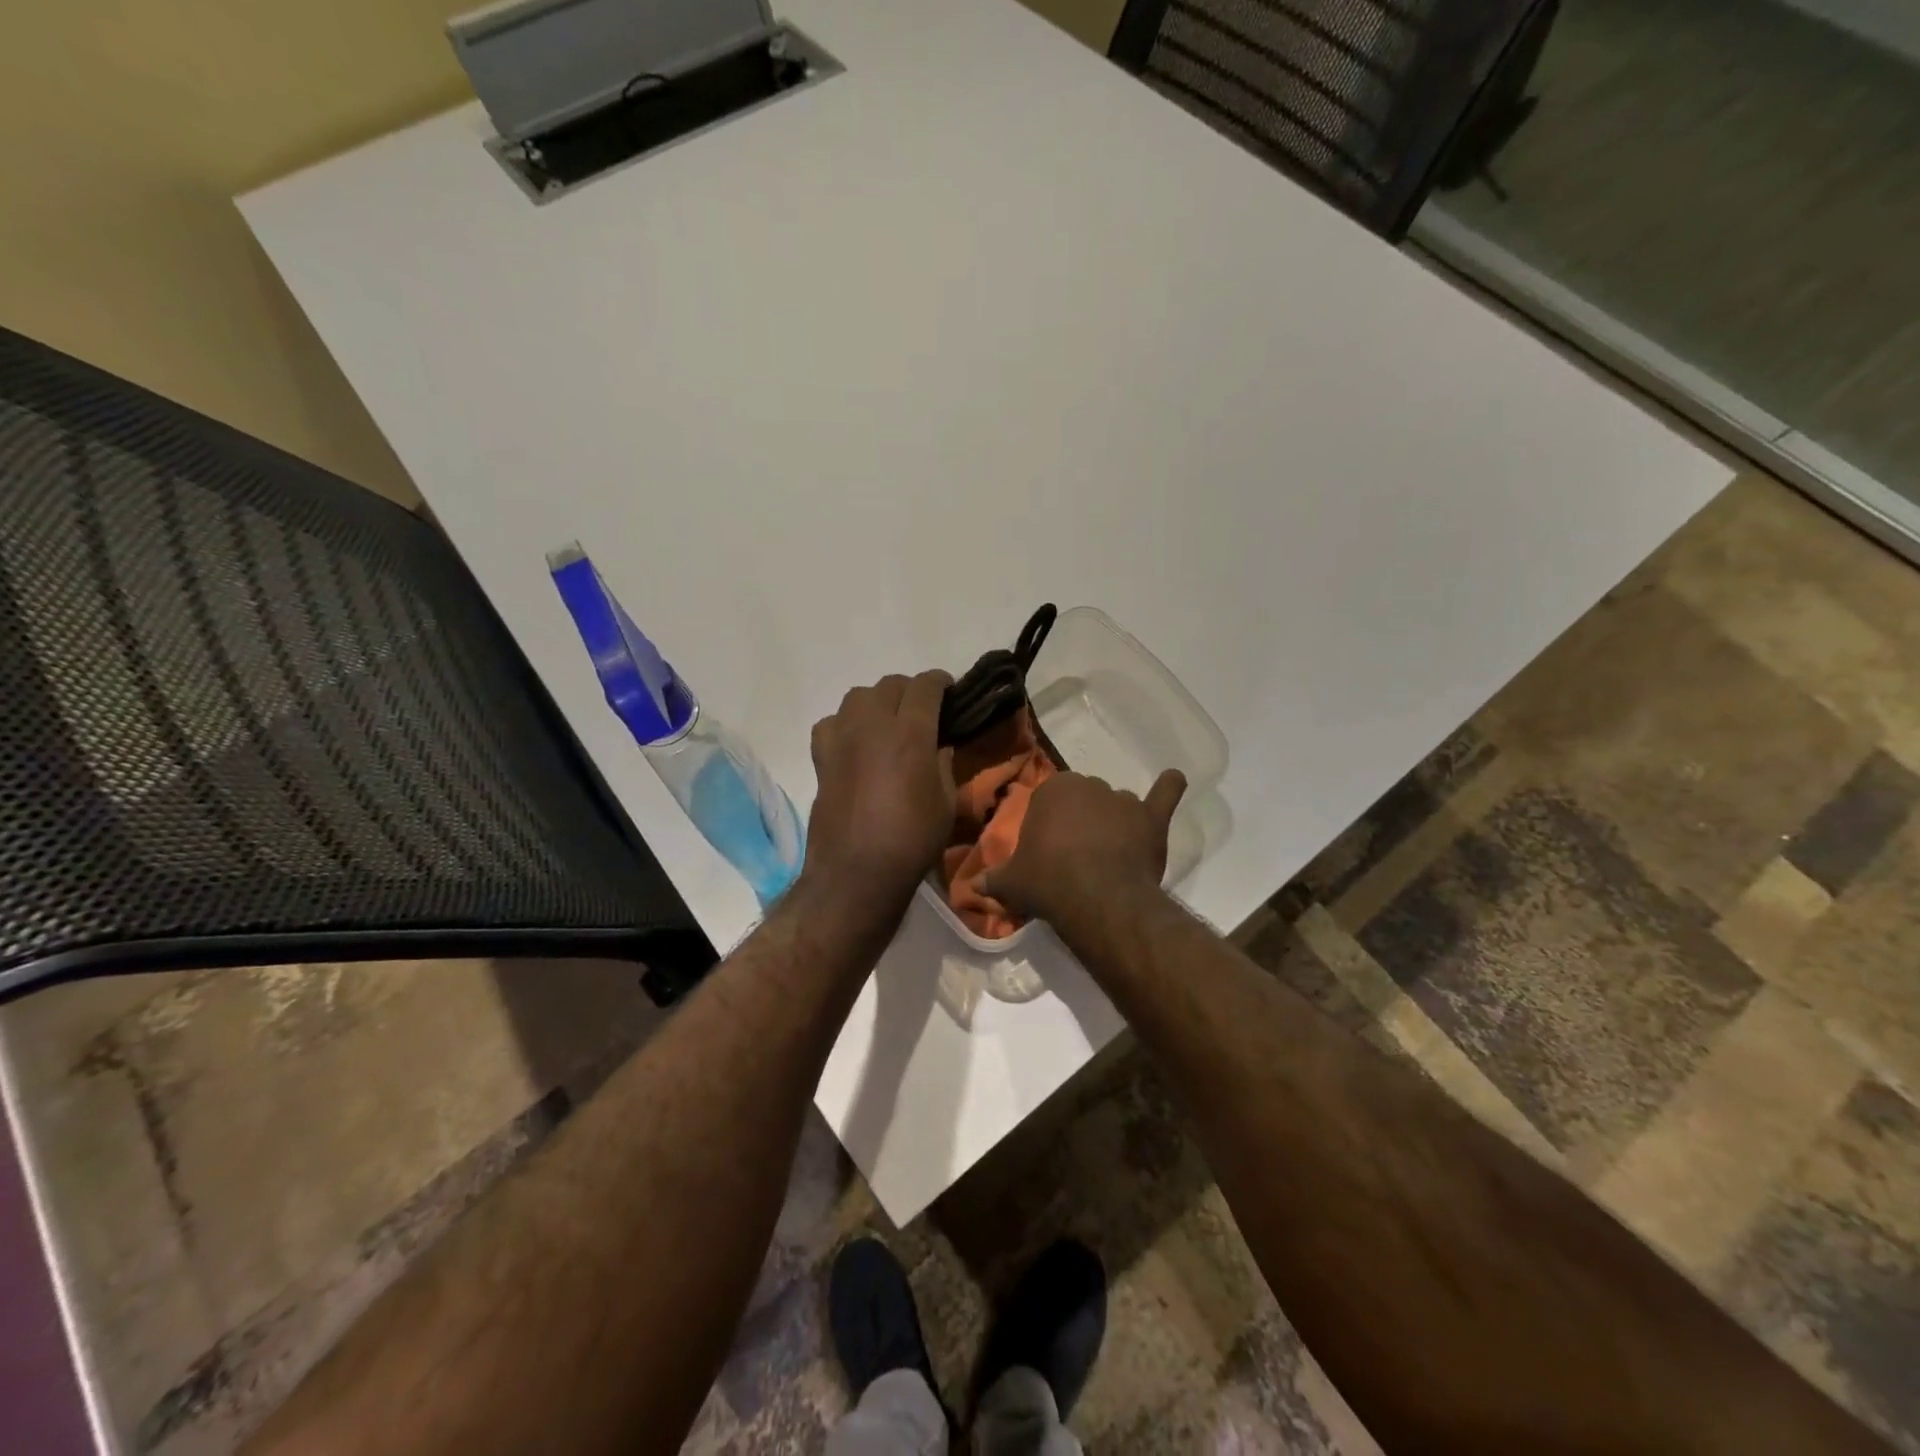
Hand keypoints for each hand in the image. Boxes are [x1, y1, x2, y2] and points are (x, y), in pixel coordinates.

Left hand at [803, 672, 955, 907]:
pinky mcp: (821, 757)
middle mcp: (873, 725)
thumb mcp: (946, 802)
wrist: (857, 871)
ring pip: (858, 696)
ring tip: (887, 723)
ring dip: (877, 702)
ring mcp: (842, 738)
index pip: (926, 686)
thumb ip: (943, 764)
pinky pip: (831, 722)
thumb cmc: (911, 839)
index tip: (950, 692)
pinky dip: (845, 724)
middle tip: (923, 711)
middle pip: (891, 685)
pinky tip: (855, 743)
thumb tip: (937, 745)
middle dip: (911, 691)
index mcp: (910, 733)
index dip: (941, 683)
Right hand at [982, 769, 1186, 925]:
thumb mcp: (1012, 882)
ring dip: (1114, 820)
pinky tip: (1172, 781)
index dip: (1050, 825)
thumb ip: (993, 879)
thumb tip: (972, 886)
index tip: (1049, 851)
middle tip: (1075, 855)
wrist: (1096, 898)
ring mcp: (1123, 800)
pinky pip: (1165, 793)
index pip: (1049, 800)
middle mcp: (1089, 785)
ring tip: (1109, 853)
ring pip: (1117, 804)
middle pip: (1085, 799)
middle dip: (1081, 820)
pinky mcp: (1152, 818)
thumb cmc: (1047, 881)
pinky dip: (1169, 787)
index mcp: (1052, 791)